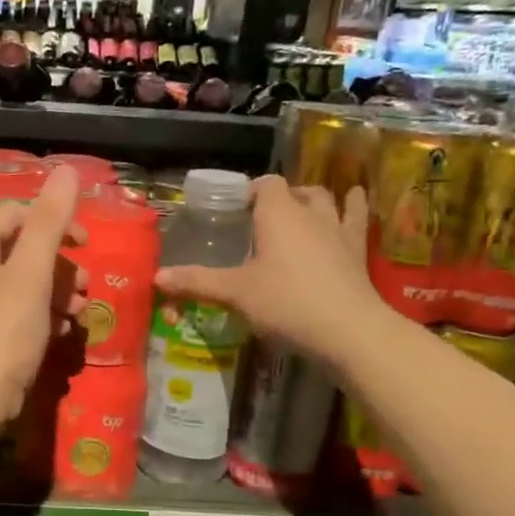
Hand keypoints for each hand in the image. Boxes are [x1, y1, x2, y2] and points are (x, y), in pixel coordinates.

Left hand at [0, 166, 88, 428]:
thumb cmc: (2, 331)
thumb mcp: (31, 273)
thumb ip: (50, 221)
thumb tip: (67, 170)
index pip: (16, 214)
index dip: (56, 225)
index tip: (86, 247)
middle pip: (20, 247)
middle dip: (58, 265)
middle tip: (84, 287)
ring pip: (20, 279)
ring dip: (55, 290)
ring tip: (79, 310)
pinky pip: (12, 306)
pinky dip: (39, 312)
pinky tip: (62, 329)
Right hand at [155, 176, 388, 358]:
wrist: (348, 330)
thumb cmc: (285, 302)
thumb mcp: (235, 293)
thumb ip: (197, 282)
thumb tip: (156, 277)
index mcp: (277, 214)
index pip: (266, 184)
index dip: (251, 191)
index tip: (237, 208)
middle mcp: (309, 213)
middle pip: (296, 191)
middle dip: (281, 198)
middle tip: (264, 218)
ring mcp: (338, 230)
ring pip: (327, 200)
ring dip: (314, 200)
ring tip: (303, 209)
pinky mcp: (358, 251)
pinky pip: (358, 219)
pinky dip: (355, 206)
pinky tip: (356, 199)